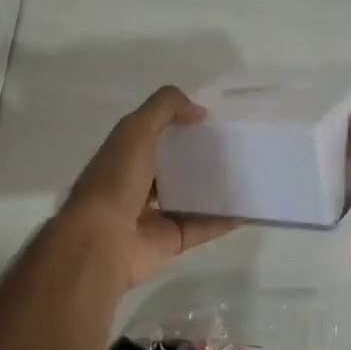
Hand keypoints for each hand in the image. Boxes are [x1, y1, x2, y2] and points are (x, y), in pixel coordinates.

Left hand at [58, 86, 239, 288]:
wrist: (100, 241)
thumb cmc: (114, 180)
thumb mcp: (135, 130)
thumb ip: (165, 109)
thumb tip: (199, 111)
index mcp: (125, 155)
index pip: (155, 134)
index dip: (180, 124)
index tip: (213, 120)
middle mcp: (138, 183)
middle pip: (176, 166)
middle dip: (202, 157)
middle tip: (238, 147)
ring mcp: (155, 214)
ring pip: (192, 197)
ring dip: (217, 188)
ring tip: (249, 174)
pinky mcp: (171, 240)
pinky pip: (204, 227)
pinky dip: (225, 219)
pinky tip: (250, 207)